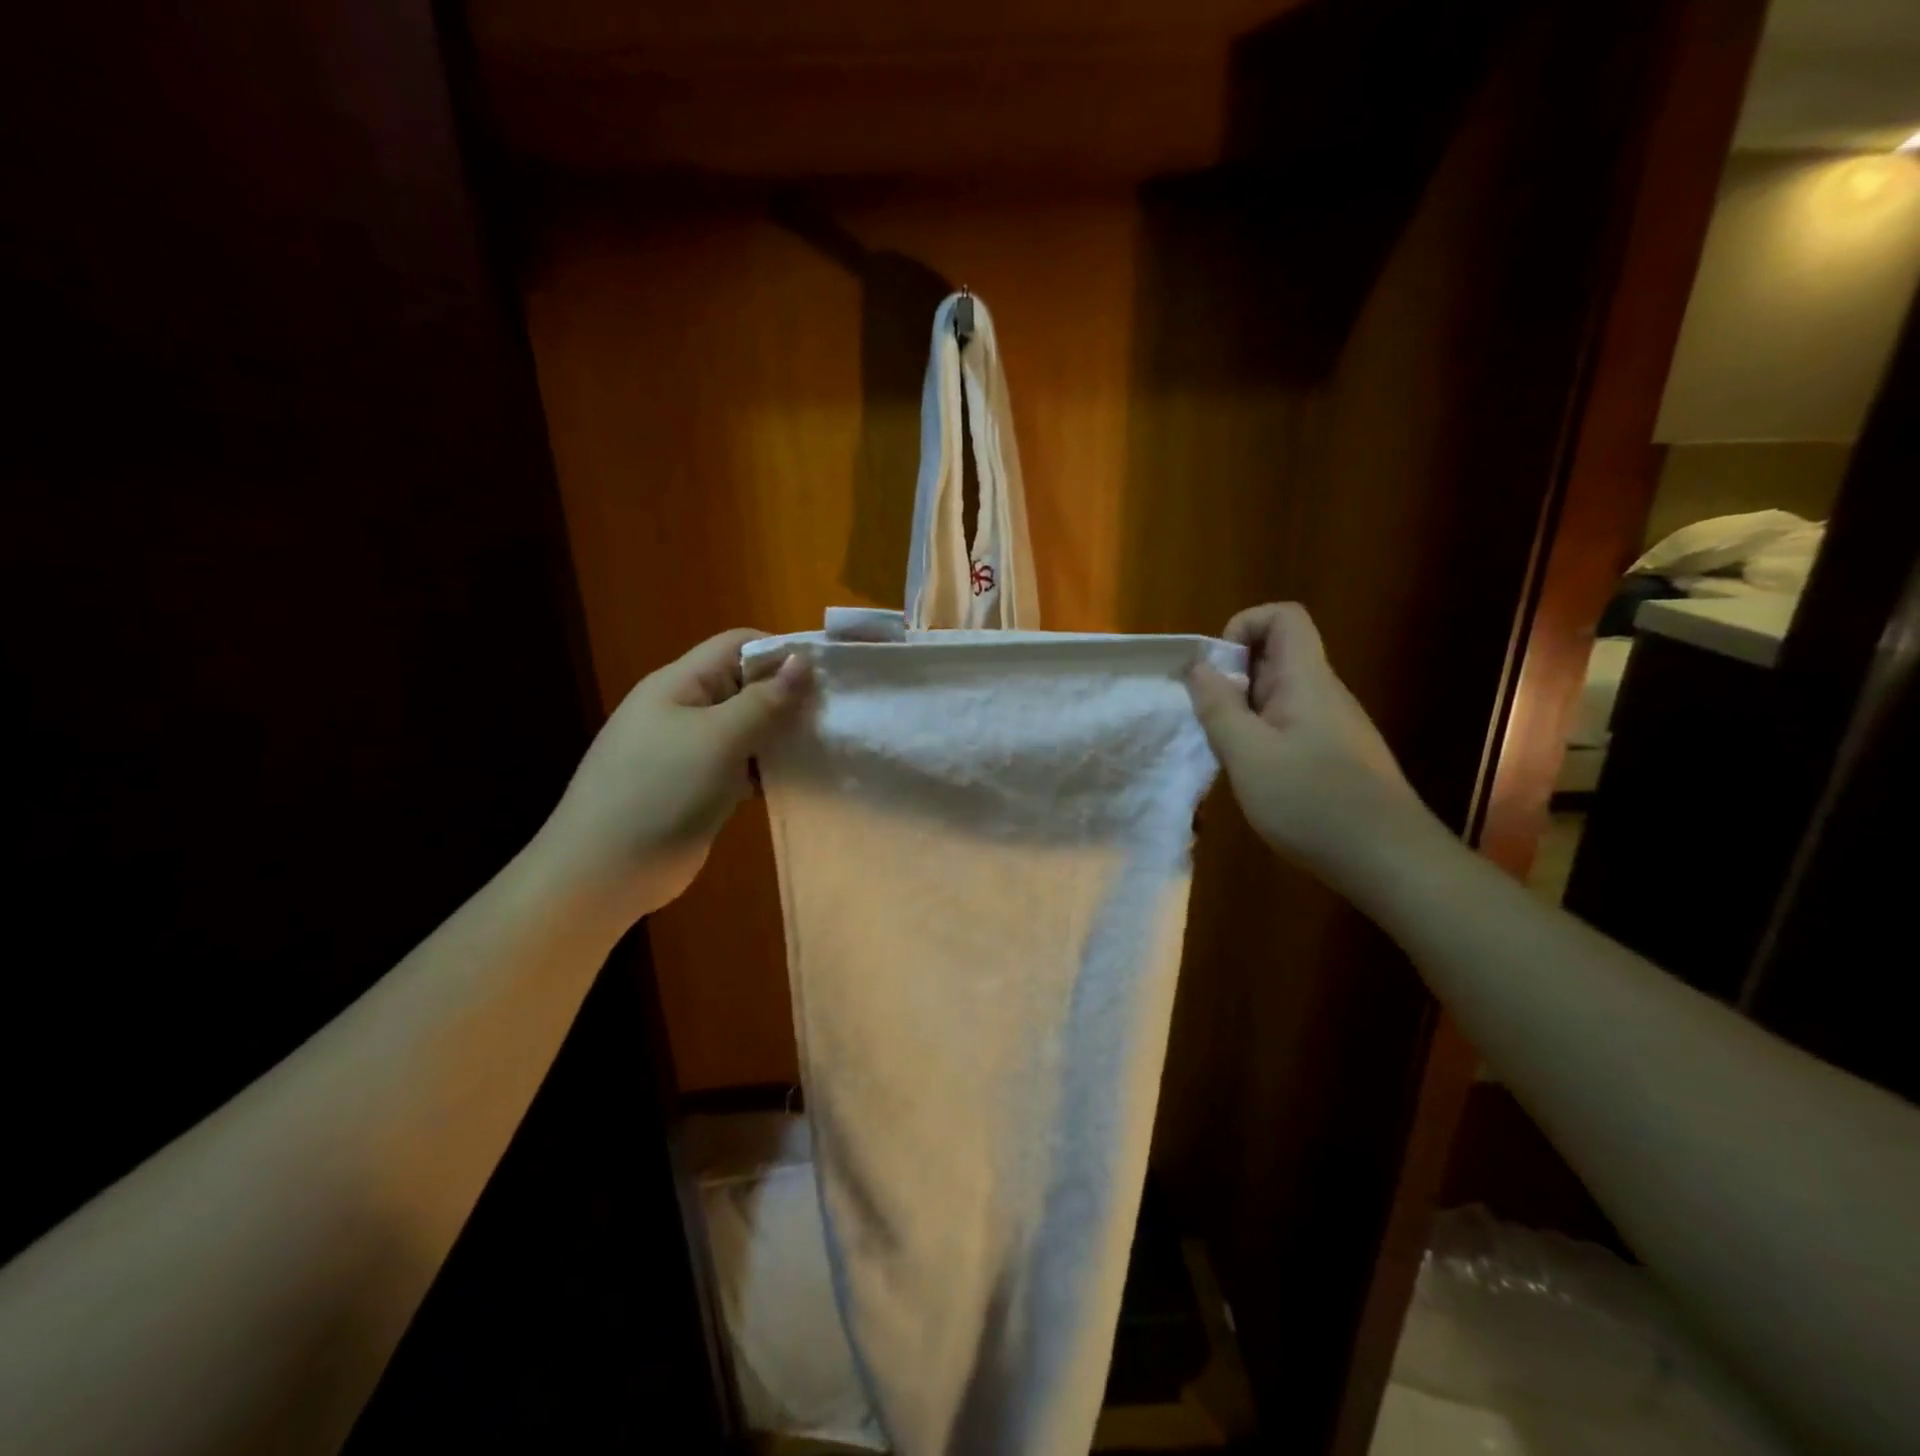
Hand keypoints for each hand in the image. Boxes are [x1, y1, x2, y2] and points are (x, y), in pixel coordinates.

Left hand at [536, 629, 809, 918]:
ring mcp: (689, 750)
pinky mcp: (698, 787)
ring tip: (826, 746)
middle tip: (835, 714)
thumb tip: (802, 661)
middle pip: (745, 685)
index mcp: (680, 683)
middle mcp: (684, 709)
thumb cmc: (662, 791)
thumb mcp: (719, 738)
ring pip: (746, 728)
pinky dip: (768, 767)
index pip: (738, 644)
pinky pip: (741, 764)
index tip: (828, 674)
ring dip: (781, 734)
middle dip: (788, 695)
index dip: (782, 652)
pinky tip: (799, 778)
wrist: (605, 871)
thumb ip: (764, 700)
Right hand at [1188, 603, 1425, 879]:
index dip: (1243, 626)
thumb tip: (1199, 667)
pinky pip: (1290, 727)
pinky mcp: (1336, 756)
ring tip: (1230, 756)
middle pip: (1276, 656)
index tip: (1216, 671)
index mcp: (1306, 679)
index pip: (1283, 617)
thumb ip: (1219, 707)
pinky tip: (1257, 780)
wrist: (1388, 860)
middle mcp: (1324, 693)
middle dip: (1233, 679)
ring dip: (1244, 714)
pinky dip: (1262, 740)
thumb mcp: (1247, 754)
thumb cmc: (1312, 801)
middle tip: (1212, 722)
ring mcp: (1334, 725)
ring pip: (1279, 696)